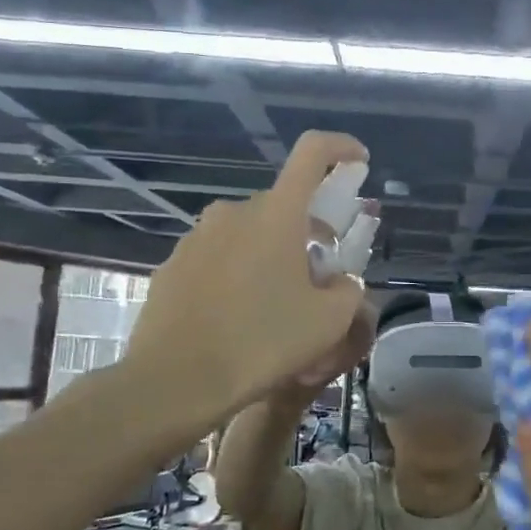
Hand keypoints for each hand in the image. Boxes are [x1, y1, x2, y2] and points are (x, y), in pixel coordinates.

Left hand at [121, 131, 372, 430]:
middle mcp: (233, 213)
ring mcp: (197, 238)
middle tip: (320, 278)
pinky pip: (219, 258)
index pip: (313, 153)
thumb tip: (339, 282)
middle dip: (308, 233)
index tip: (358, 161)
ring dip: (272, 255)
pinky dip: (239, 274)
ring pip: (249, 234)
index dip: (341, 148)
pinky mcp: (172, 265)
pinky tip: (239, 319)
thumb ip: (347, 290)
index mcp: (276, 214)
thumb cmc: (262, 343)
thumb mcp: (329, 322)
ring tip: (277, 306)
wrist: (175, 381)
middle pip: (283, 206)